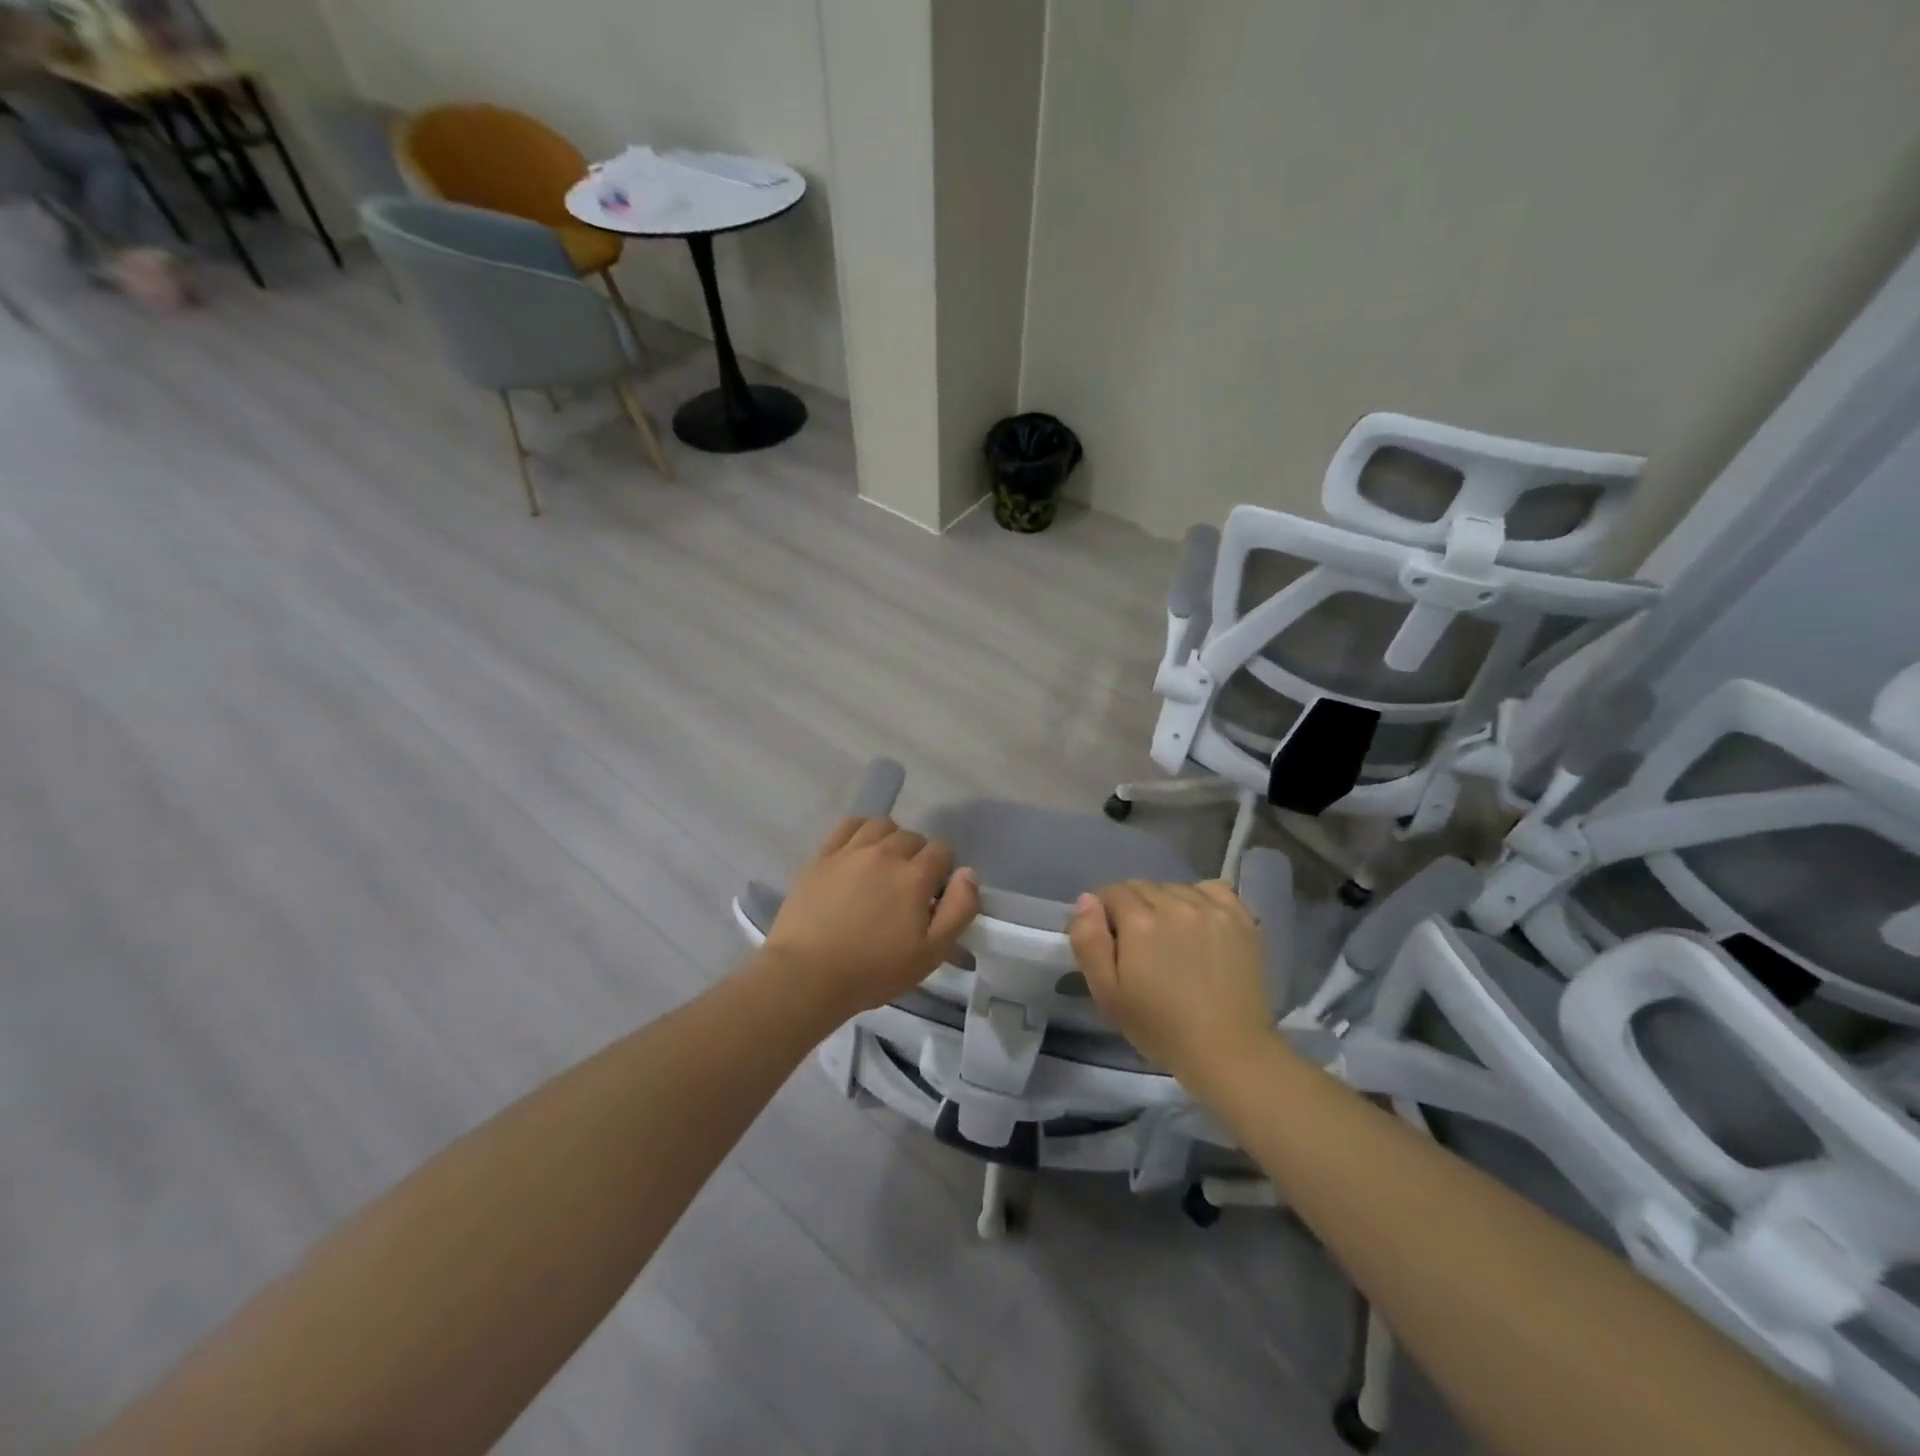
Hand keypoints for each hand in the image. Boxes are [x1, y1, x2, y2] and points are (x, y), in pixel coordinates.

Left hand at [763, 817, 978, 1018]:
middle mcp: (885, 852)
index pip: (942, 851)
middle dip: (918, 857)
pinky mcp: (822, 856)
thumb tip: (969, 873)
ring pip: (881, 826)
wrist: (808, 975)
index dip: (943, 870)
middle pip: (912, 837)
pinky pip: (848, 826)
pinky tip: (859, 850)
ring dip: (890, 839)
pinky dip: (860, 831)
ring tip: (884, 865)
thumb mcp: (932, 952)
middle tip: (908, 887)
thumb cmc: (874, 970)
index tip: (933, 895)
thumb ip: (959, 909)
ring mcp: (850, 851)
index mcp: (914, 875)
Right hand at [1069, 880, 1276, 1086]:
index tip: (1111, 941)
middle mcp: (1174, 903)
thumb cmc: (1161, 1028)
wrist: (1228, 1050)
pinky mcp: (1240, 917)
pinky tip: (1200, 923)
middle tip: (1139, 945)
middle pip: (1142, 887)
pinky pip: (1211, 889)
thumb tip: (1086, 900)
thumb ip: (1089, 941)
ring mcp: (1211, 908)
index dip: (1104, 913)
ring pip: (1174, 887)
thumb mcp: (1107, 994)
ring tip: (1172, 938)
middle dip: (1132, 908)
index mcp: (1139, 921)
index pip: (1111, 892)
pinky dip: (1200, 899)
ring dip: (1165, 904)